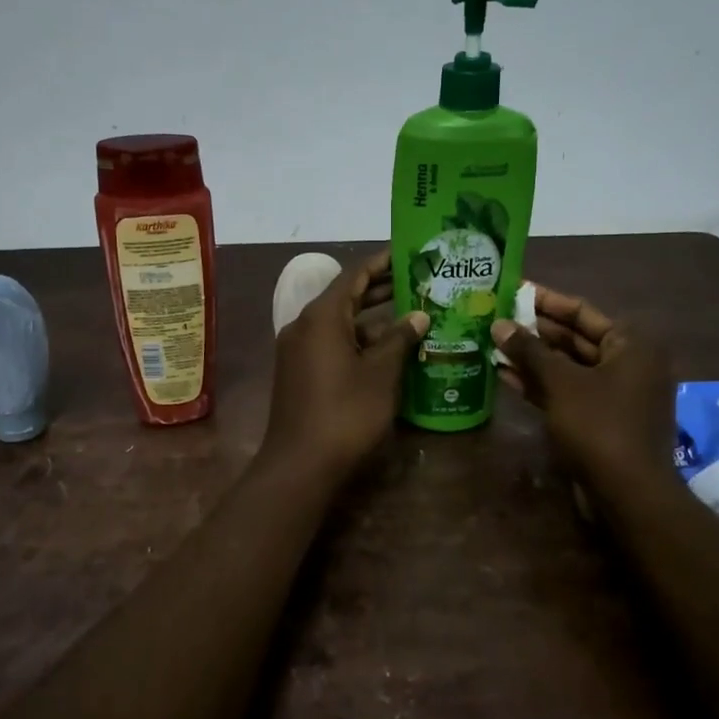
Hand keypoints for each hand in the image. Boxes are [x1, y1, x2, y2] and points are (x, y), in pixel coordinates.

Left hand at [263, 251, 428, 481]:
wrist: (300, 464)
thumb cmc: (345, 412)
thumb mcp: (380, 374)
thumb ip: (399, 339)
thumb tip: (417, 315)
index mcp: (322, 316)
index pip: (355, 275)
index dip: (383, 262)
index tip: (409, 254)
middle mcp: (305, 325)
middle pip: (346, 297)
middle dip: (381, 290)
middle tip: (419, 282)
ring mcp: (299, 350)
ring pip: (341, 324)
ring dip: (373, 319)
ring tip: (413, 314)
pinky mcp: (300, 373)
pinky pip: (332, 344)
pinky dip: (359, 341)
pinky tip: (388, 350)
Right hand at [492, 287, 674, 496]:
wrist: (628, 494)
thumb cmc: (600, 426)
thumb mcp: (561, 383)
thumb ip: (530, 350)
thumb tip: (498, 324)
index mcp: (631, 344)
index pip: (582, 311)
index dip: (545, 301)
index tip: (513, 290)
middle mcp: (628, 363)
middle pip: (574, 338)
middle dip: (534, 331)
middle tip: (496, 318)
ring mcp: (614, 393)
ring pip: (567, 367)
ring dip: (532, 358)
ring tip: (492, 344)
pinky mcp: (599, 419)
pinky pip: (567, 391)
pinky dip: (539, 384)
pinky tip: (504, 375)